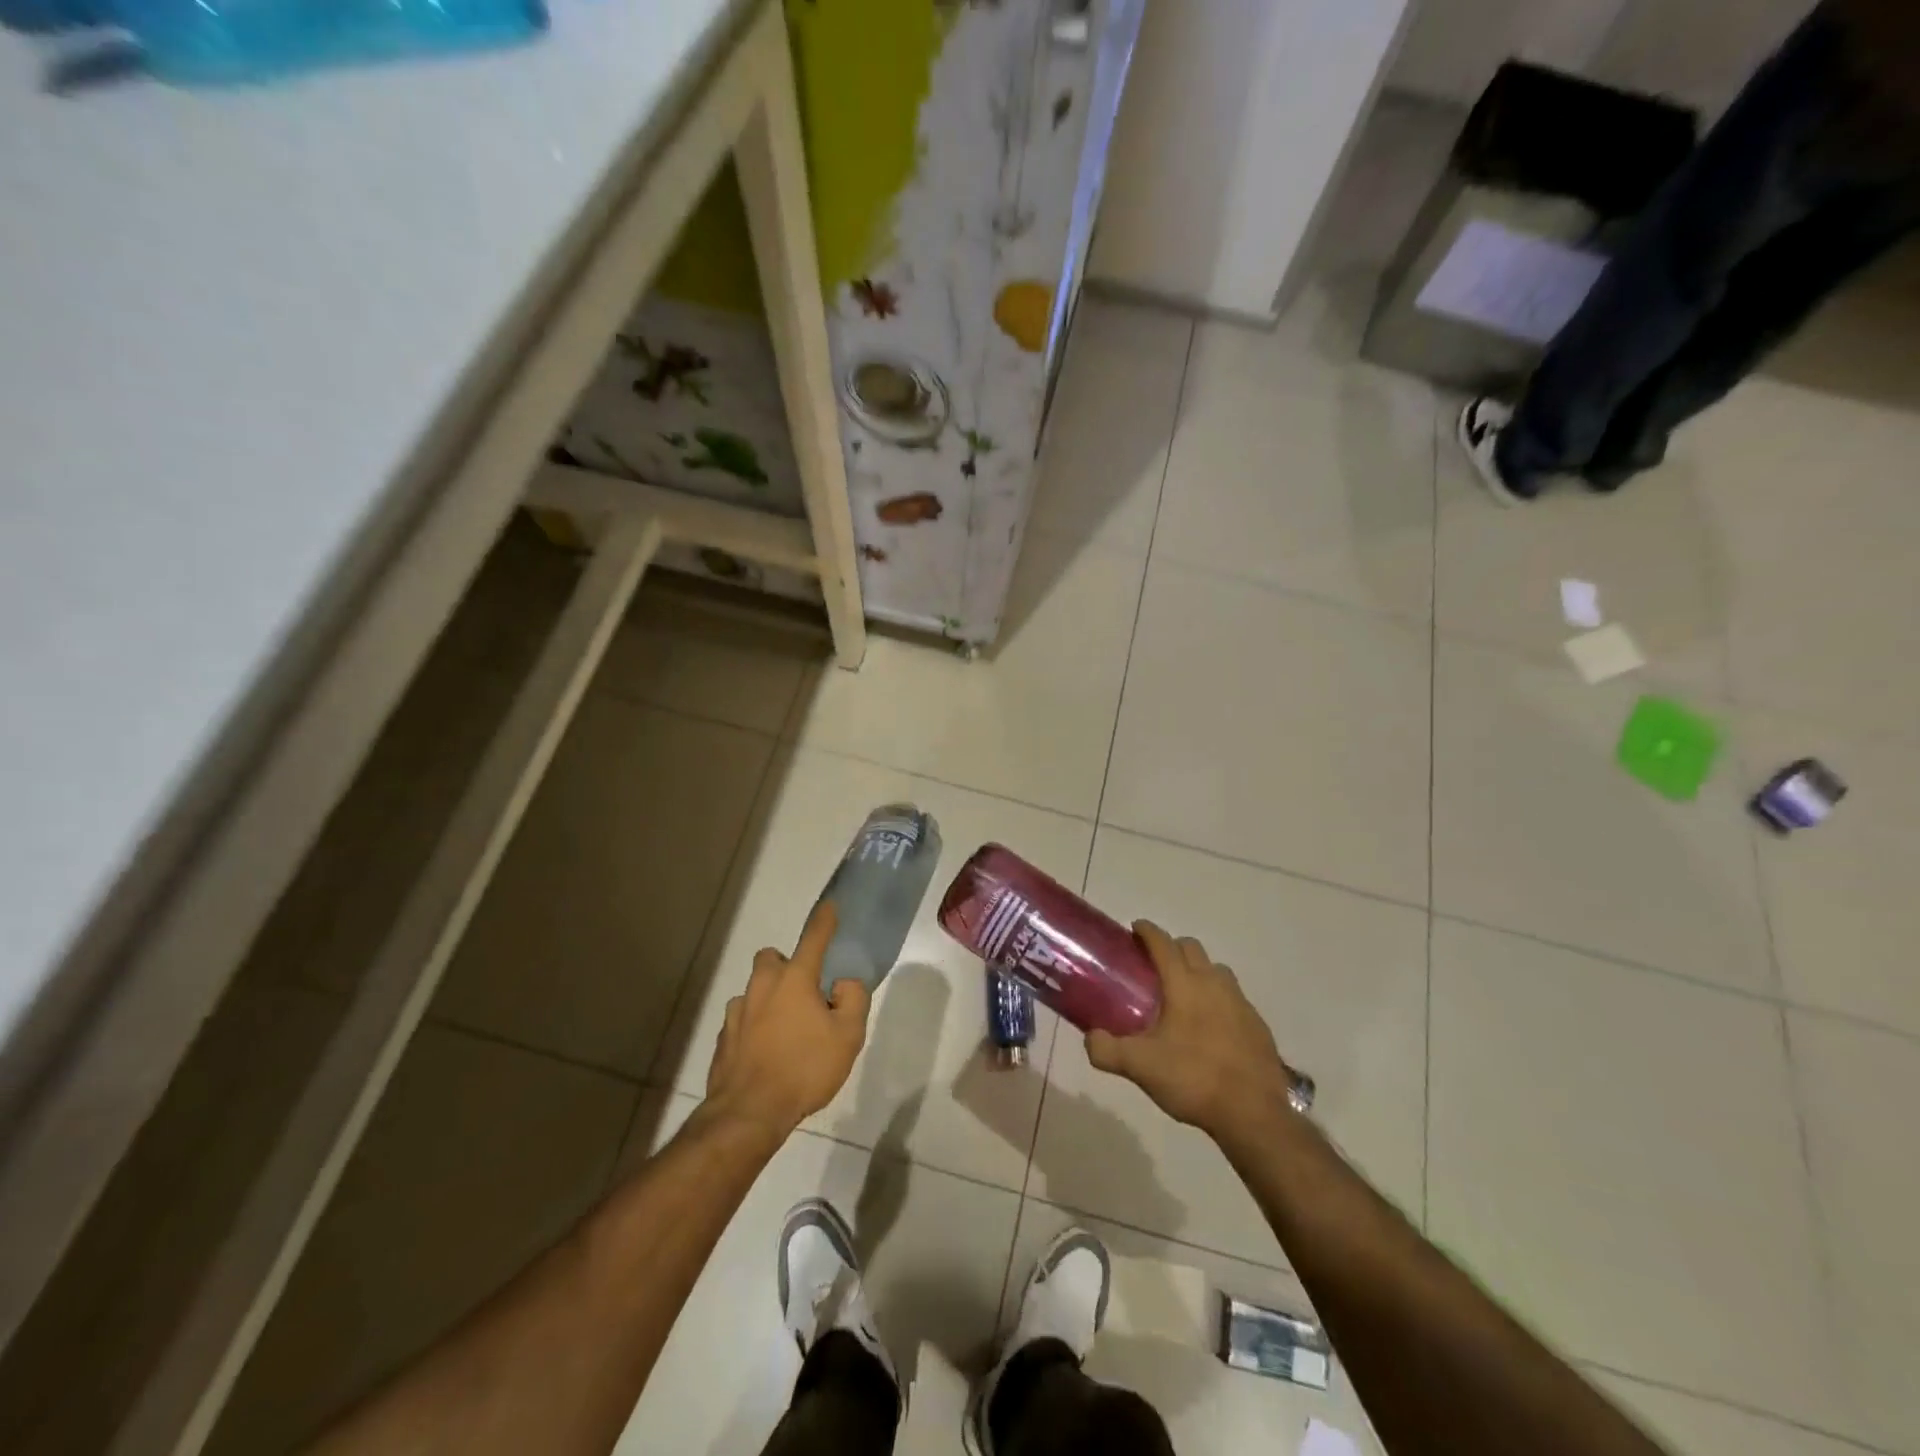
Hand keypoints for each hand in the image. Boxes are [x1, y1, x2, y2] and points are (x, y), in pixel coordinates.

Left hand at [705, 902, 871, 1139]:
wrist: (749, 1113)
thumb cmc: (804, 1068)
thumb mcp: (849, 1036)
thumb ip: (853, 1000)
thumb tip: (842, 985)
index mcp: (795, 979)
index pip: (813, 938)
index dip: (824, 920)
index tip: (830, 905)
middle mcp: (763, 986)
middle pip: (772, 959)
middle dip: (786, 966)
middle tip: (804, 993)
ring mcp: (738, 1012)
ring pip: (755, 990)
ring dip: (769, 999)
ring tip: (786, 1029)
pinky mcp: (724, 1038)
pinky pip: (742, 1019)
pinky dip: (754, 1026)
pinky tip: (766, 1052)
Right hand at [1085, 921, 1297, 1145]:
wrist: (1253, 1114)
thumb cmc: (1193, 1079)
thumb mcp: (1140, 1067)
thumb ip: (1107, 1050)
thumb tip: (1090, 1038)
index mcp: (1184, 984)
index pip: (1163, 944)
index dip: (1147, 931)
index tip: (1135, 929)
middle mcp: (1214, 983)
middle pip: (1192, 948)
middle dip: (1172, 947)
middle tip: (1153, 966)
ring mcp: (1240, 1002)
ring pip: (1216, 970)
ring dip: (1198, 970)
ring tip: (1182, 994)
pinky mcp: (1257, 1024)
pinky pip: (1234, 997)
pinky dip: (1218, 998)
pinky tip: (1210, 1026)